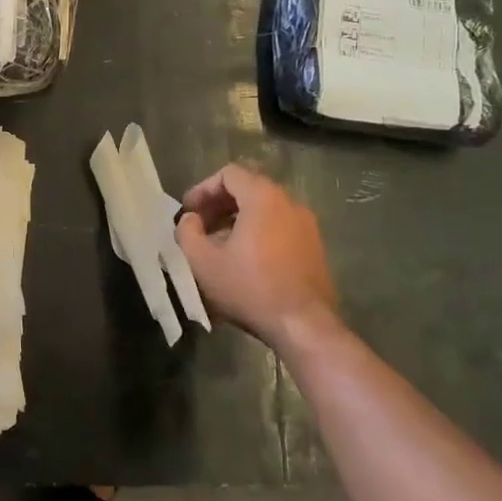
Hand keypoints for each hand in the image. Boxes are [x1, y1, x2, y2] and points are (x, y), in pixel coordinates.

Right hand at [175, 164, 342, 355]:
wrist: (304, 326)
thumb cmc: (250, 288)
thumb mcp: (202, 261)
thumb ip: (187, 231)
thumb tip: (190, 220)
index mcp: (263, 198)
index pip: (229, 174)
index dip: (203, 189)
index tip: (189, 212)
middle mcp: (289, 203)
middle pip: (248, 189)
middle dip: (219, 205)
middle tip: (200, 227)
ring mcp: (307, 225)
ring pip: (265, 210)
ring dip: (238, 220)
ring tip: (219, 246)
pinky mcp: (315, 247)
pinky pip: (280, 227)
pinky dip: (259, 233)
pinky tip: (245, 261)